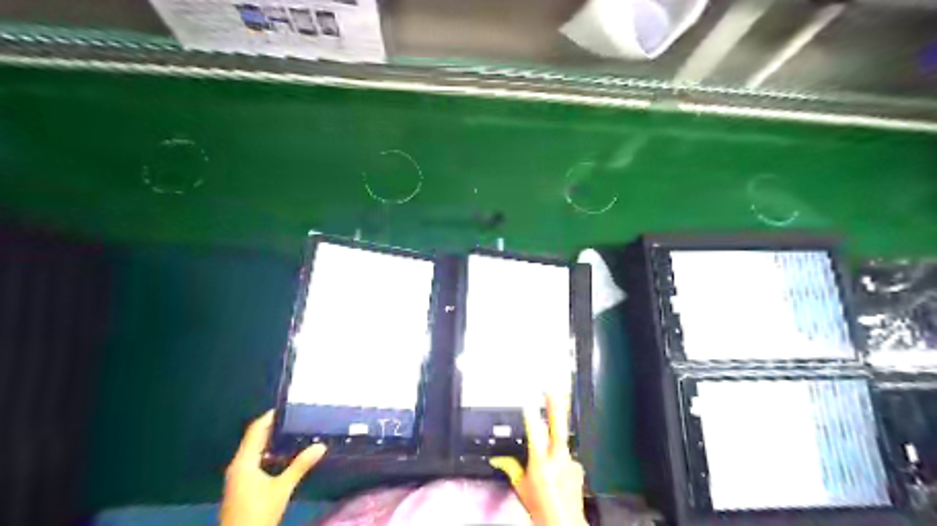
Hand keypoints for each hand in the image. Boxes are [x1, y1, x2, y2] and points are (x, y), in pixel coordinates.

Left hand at [220, 411, 326, 525]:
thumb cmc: (259, 512)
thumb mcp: (283, 488)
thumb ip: (300, 465)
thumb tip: (321, 445)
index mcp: (243, 462)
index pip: (255, 430)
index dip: (268, 417)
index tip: (286, 407)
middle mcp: (237, 466)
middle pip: (253, 439)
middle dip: (271, 428)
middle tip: (294, 418)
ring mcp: (237, 477)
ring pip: (253, 451)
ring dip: (270, 442)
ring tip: (292, 433)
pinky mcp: (240, 486)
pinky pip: (253, 462)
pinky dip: (266, 454)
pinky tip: (282, 456)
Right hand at [491, 392, 582, 524]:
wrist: (564, 524)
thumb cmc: (540, 509)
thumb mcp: (520, 487)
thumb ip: (511, 468)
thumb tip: (497, 457)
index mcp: (541, 464)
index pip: (535, 435)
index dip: (531, 418)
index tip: (528, 403)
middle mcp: (558, 461)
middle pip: (559, 428)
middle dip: (556, 407)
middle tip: (553, 390)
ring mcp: (571, 463)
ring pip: (563, 439)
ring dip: (557, 429)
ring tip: (554, 417)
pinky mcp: (578, 467)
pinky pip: (567, 454)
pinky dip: (561, 455)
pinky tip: (558, 465)